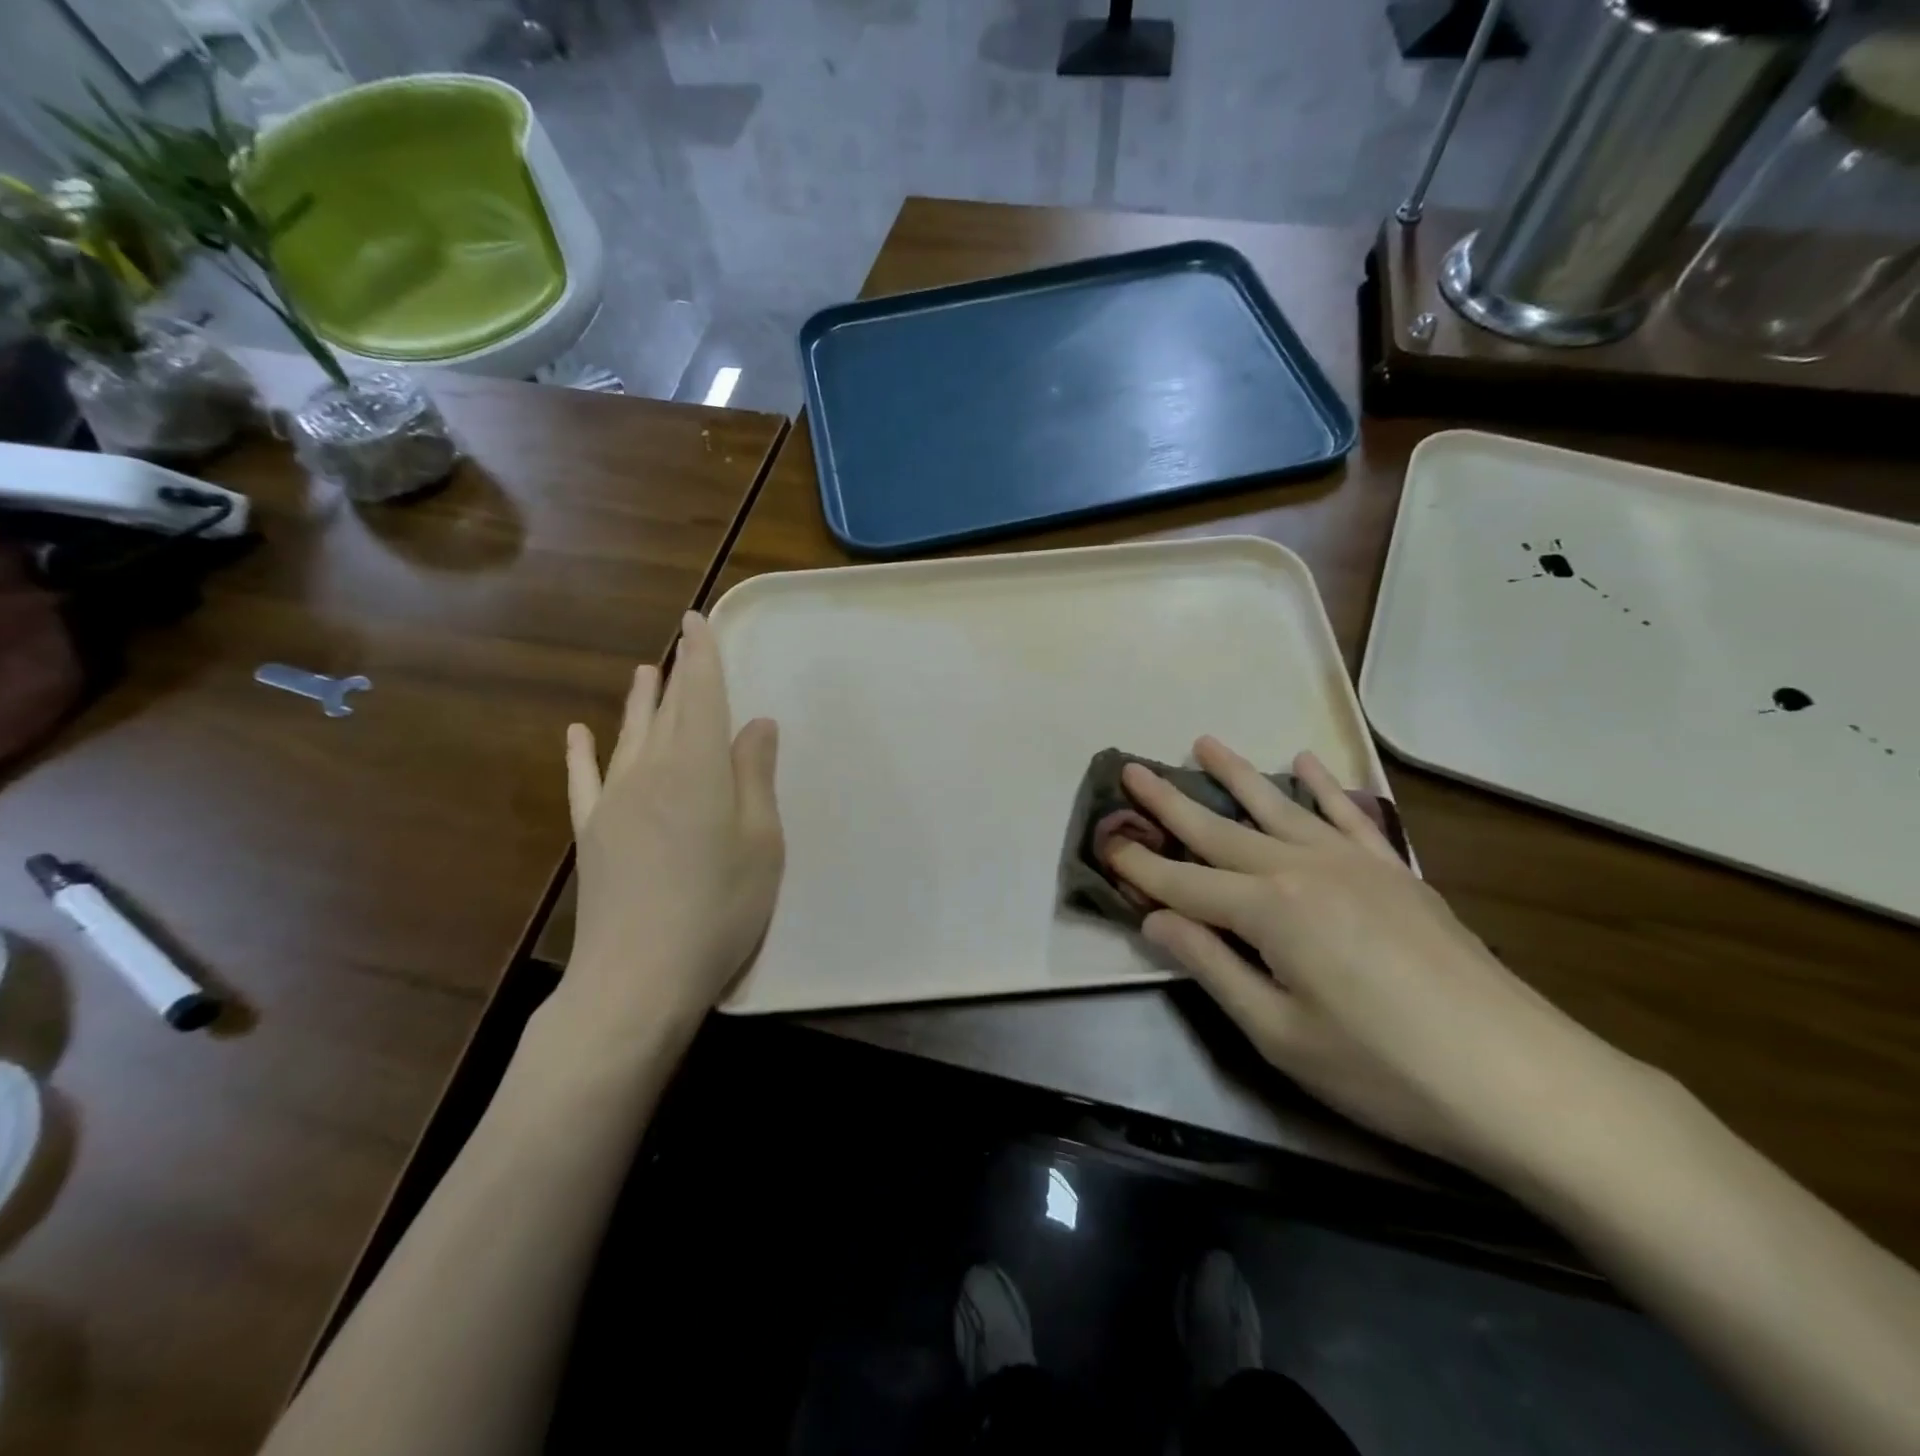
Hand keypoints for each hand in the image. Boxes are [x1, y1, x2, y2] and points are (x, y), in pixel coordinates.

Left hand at [553, 612, 783, 1044]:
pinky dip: (582, 754)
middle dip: (677, 671)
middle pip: (668, 709)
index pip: (702, 695)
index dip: (702, 655)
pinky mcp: (593, 833)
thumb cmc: (719, 908)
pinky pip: (585, 780)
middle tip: (681, 639)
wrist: (639, 975)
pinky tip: (577, 734)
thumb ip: (755, 777)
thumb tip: (756, 723)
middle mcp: (652, 771)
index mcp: (699, 768)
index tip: (696, 621)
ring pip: (629, 736)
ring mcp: (615, 801)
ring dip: (640, 702)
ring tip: (644, 671)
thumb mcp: (761, 843)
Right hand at [1106, 737, 1645, 1183]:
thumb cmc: (1385, 1071)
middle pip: (1220, 830)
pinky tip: (1306, 761)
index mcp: (1269, 910)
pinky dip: (1324, 785)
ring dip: (1237, 775)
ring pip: (1279, 807)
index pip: (1183, 883)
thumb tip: (1155, 920)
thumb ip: (1212, 967)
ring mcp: (1354, 863)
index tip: (1103, 844)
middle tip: (1131, 769)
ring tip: (1204, 743)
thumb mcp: (1279, 1034)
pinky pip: (1350, 814)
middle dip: (1170, 802)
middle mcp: (1303, 868)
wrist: (1523, 1080)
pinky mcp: (1395, 872)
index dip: (1139, 866)